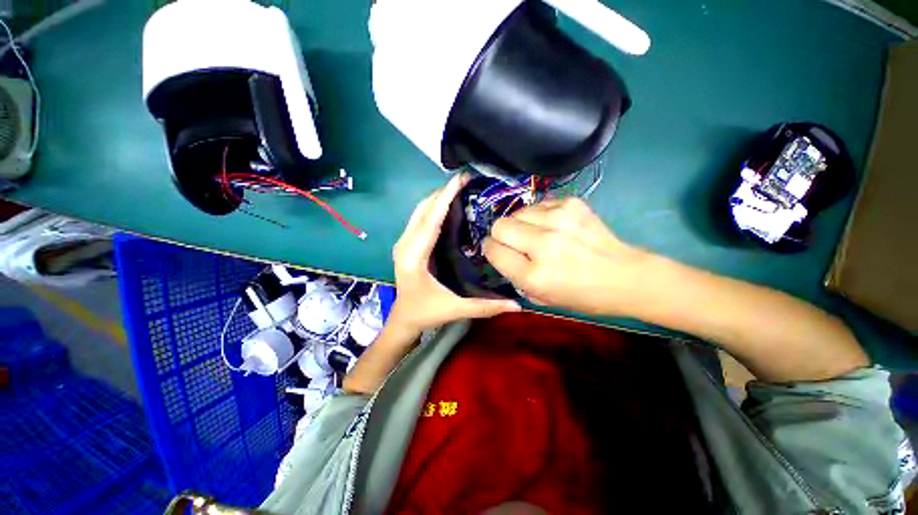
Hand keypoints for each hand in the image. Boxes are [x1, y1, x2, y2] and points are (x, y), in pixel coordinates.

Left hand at [389, 174, 520, 332]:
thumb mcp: (455, 309)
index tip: (460, 179)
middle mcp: (405, 244)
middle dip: (443, 192)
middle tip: (467, 181)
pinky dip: (433, 208)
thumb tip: (518, 305)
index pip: (430, 220)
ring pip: (420, 211)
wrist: (403, 318)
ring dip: (438, 198)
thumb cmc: (425, 313)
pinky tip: (448, 206)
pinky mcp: (407, 243)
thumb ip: (485, 307)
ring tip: (460, 189)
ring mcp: (404, 242)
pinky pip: (420, 218)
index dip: (445, 197)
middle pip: (423, 209)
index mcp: (414, 257)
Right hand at [483, 198, 647, 315]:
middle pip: (500, 225)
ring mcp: (559, 220)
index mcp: (534, 274)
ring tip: (536, 234)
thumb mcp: (539, 297)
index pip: (492, 249)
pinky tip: (553, 226)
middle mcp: (544, 244)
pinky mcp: (571, 204)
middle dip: (501, 234)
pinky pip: (537, 205)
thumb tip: (499, 251)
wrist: (624, 276)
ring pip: (517, 212)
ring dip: (520, 224)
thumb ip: (512, 275)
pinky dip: (538, 215)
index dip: (490, 249)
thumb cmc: (581, 295)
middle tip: (515, 243)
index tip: (496, 250)